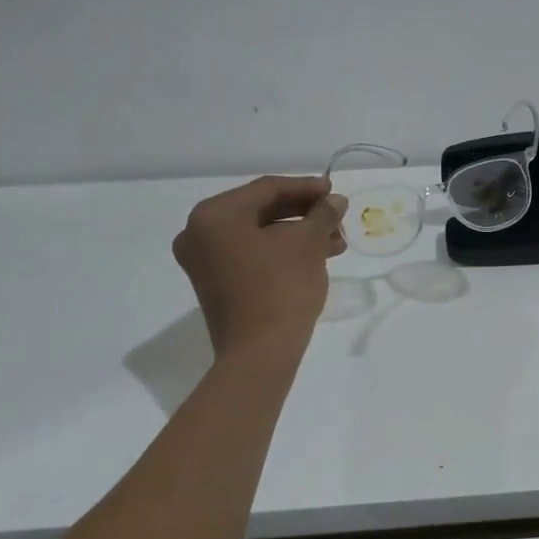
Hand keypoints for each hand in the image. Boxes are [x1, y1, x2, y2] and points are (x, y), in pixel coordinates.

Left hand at [173, 175, 346, 352]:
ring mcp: (205, 261)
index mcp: (213, 215)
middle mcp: (200, 233)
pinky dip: (284, 252)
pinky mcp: (217, 284)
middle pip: (261, 211)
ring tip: (337, 241)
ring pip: (261, 235)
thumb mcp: (308, 242)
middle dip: (305, 214)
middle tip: (338, 217)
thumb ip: (322, 214)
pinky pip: (254, 255)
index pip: (267, 189)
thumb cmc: (281, 286)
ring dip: (299, 234)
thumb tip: (335, 201)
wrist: (260, 352)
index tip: (335, 190)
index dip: (306, 187)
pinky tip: (317, 256)